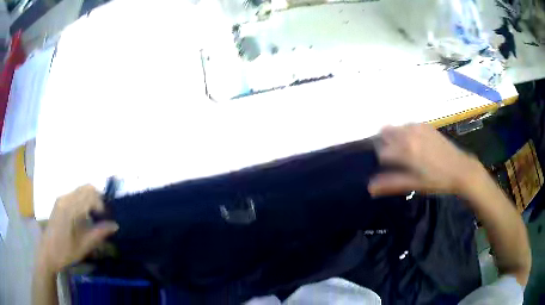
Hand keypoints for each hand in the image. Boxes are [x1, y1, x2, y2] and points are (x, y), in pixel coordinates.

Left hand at [37, 185, 117, 273]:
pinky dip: (84, 201)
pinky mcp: (59, 202)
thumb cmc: (65, 252)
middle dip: (98, 200)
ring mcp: (61, 199)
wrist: (48, 253)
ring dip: (91, 200)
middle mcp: (65, 199)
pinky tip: (84, 217)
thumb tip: (115, 225)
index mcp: (70, 209)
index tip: (106, 220)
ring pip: (81, 190)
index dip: (102, 205)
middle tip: (102, 217)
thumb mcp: (83, 246)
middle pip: (87, 188)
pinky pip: (75, 195)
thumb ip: (99, 233)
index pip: (91, 195)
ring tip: (94, 217)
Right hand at [368, 124, 484, 196]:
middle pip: (385, 134)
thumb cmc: (437, 180)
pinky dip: (405, 132)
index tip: (388, 169)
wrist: (460, 169)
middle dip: (385, 145)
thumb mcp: (414, 184)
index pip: (382, 152)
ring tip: (403, 151)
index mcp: (405, 150)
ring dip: (394, 137)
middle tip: (394, 159)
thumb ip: (391, 183)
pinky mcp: (426, 126)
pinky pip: (408, 125)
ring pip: (396, 128)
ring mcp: (418, 127)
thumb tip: (369, 187)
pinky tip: (414, 143)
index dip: (382, 161)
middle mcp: (409, 134)